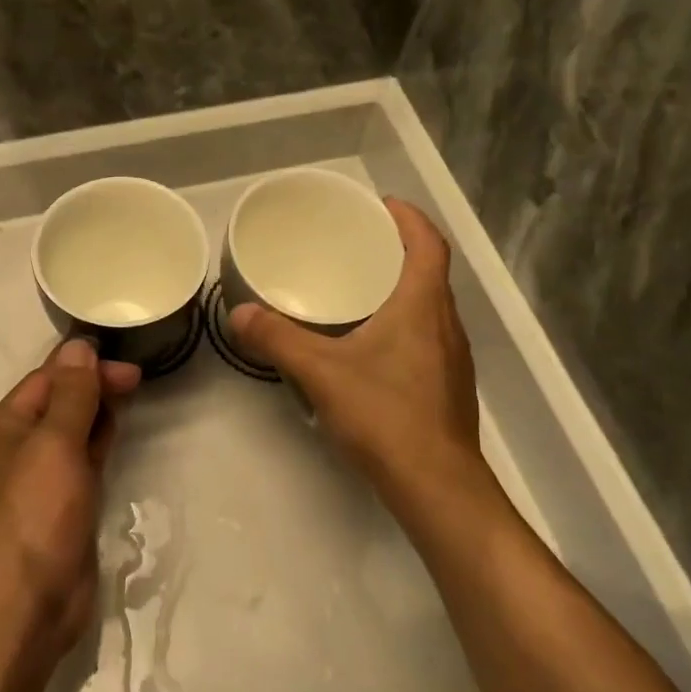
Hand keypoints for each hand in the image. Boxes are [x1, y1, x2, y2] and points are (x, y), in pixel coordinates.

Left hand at [0, 340, 140, 652]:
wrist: (24, 604)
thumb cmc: (35, 512)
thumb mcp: (54, 443)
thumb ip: (71, 394)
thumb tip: (79, 346)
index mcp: (5, 426)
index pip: (47, 378)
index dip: (85, 366)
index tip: (128, 364)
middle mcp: (18, 448)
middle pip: (60, 402)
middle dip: (95, 386)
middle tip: (138, 380)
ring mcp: (40, 480)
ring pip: (73, 432)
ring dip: (99, 413)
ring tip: (133, 397)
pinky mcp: (63, 507)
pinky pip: (83, 462)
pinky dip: (100, 444)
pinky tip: (118, 435)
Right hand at [231, 199, 483, 496]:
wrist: (437, 486)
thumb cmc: (386, 415)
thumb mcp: (322, 372)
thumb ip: (278, 340)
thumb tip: (239, 314)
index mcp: (423, 305)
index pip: (428, 243)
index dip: (409, 218)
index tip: (380, 205)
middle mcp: (446, 324)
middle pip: (429, 271)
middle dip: (397, 249)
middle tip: (356, 243)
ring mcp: (451, 358)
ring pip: (429, 306)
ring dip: (401, 287)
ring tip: (358, 287)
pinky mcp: (446, 386)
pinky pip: (426, 335)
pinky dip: (402, 321)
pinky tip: (369, 344)